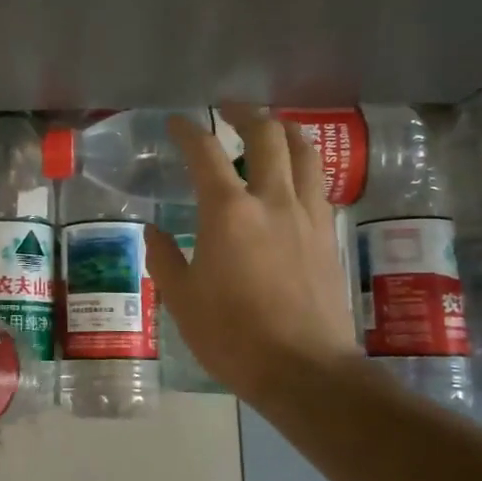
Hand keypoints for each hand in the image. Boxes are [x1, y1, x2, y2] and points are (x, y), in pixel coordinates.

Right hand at [145, 107, 361, 406]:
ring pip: (305, 152)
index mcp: (228, 212)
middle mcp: (272, 200)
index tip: (176, 123)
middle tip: (229, 111)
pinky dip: (303, 166)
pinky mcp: (328, 235)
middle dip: (246, 114)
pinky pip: (318, 184)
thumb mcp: (182, 300)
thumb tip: (153, 230)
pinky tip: (292, 179)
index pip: (205, 153)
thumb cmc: (232, 336)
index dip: (188, 131)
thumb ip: (164, 258)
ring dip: (285, 131)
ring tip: (271, 129)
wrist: (305, 370)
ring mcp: (307, 215)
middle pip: (267, 135)